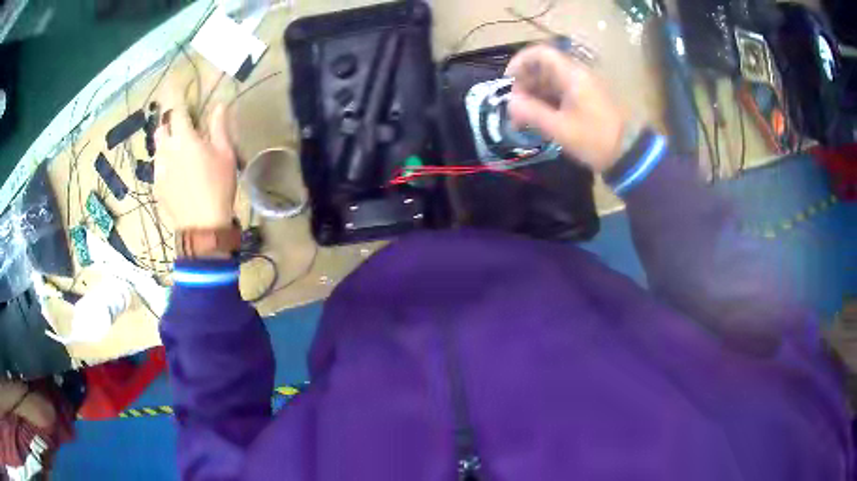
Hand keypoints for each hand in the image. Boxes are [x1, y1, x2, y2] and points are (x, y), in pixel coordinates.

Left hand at [155, 103, 235, 229]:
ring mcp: (158, 170)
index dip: (176, 96)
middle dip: (168, 122)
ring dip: (165, 143)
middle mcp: (167, 150)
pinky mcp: (156, 187)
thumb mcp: (225, 155)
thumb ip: (220, 127)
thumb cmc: (218, 186)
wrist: (201, 226)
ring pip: (157, 148)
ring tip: (177, 151)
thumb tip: (219, 104)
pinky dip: (164, 164)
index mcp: (184, 139)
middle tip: (179, 126)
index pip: (176, 110)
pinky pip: (157, 168)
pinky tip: (175, 175)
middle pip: (161, 128)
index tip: (177, 86)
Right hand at [505, 45, 631, 172]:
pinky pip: (561, 92)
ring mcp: (583, 87)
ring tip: (524, 118)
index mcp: (572, 75)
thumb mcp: (560, 128)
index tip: (508, 81)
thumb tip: (510, 103)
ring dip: (534, 95)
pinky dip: (547, 102)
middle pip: (544, 67)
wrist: (629, 153)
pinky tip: (540, 120)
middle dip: (525, 84)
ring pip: (551, 81)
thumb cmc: (595, 139)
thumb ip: (532, 113)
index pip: (540, 53)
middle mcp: (577, 75)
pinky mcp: (587, 99)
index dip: (520, 62)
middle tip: (515, 108)